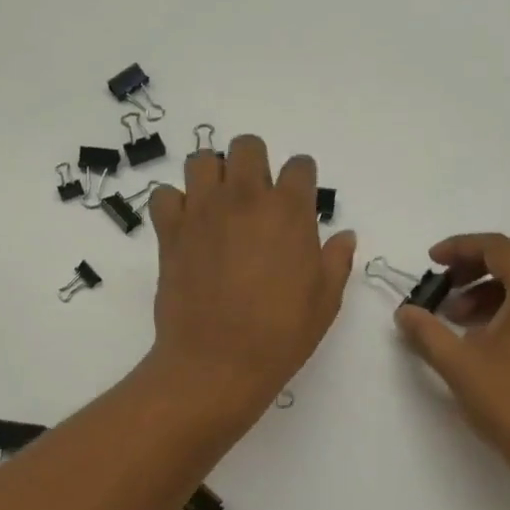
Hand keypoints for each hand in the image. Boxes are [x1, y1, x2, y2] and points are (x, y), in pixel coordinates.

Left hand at [144, 134, 355, 415]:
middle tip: (257, 199)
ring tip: (220, 207)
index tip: (299, 202)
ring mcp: (203, 211)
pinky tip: (188, 227)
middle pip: (247, 147)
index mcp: (289, 211)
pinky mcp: (171, 231)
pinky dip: (176, 204)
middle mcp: (245, 198)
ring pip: (202, 161)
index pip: (300, 166)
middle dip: (256, 164)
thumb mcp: (325, 301)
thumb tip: (344, 236)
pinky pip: (165, 195)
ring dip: (214, 176)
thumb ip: (336, 261)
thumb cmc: (281, 334)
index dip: (302, 180)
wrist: (218, 362)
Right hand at [394, 234, 509, 498]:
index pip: (499, 248)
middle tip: (445, 284)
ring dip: (493, 287)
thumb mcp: (461, 367)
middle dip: (477, 264)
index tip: (431, 262)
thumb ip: (428, 333)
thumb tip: (405, 312)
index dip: (460, 248)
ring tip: (458, 317)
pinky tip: (486, 336)